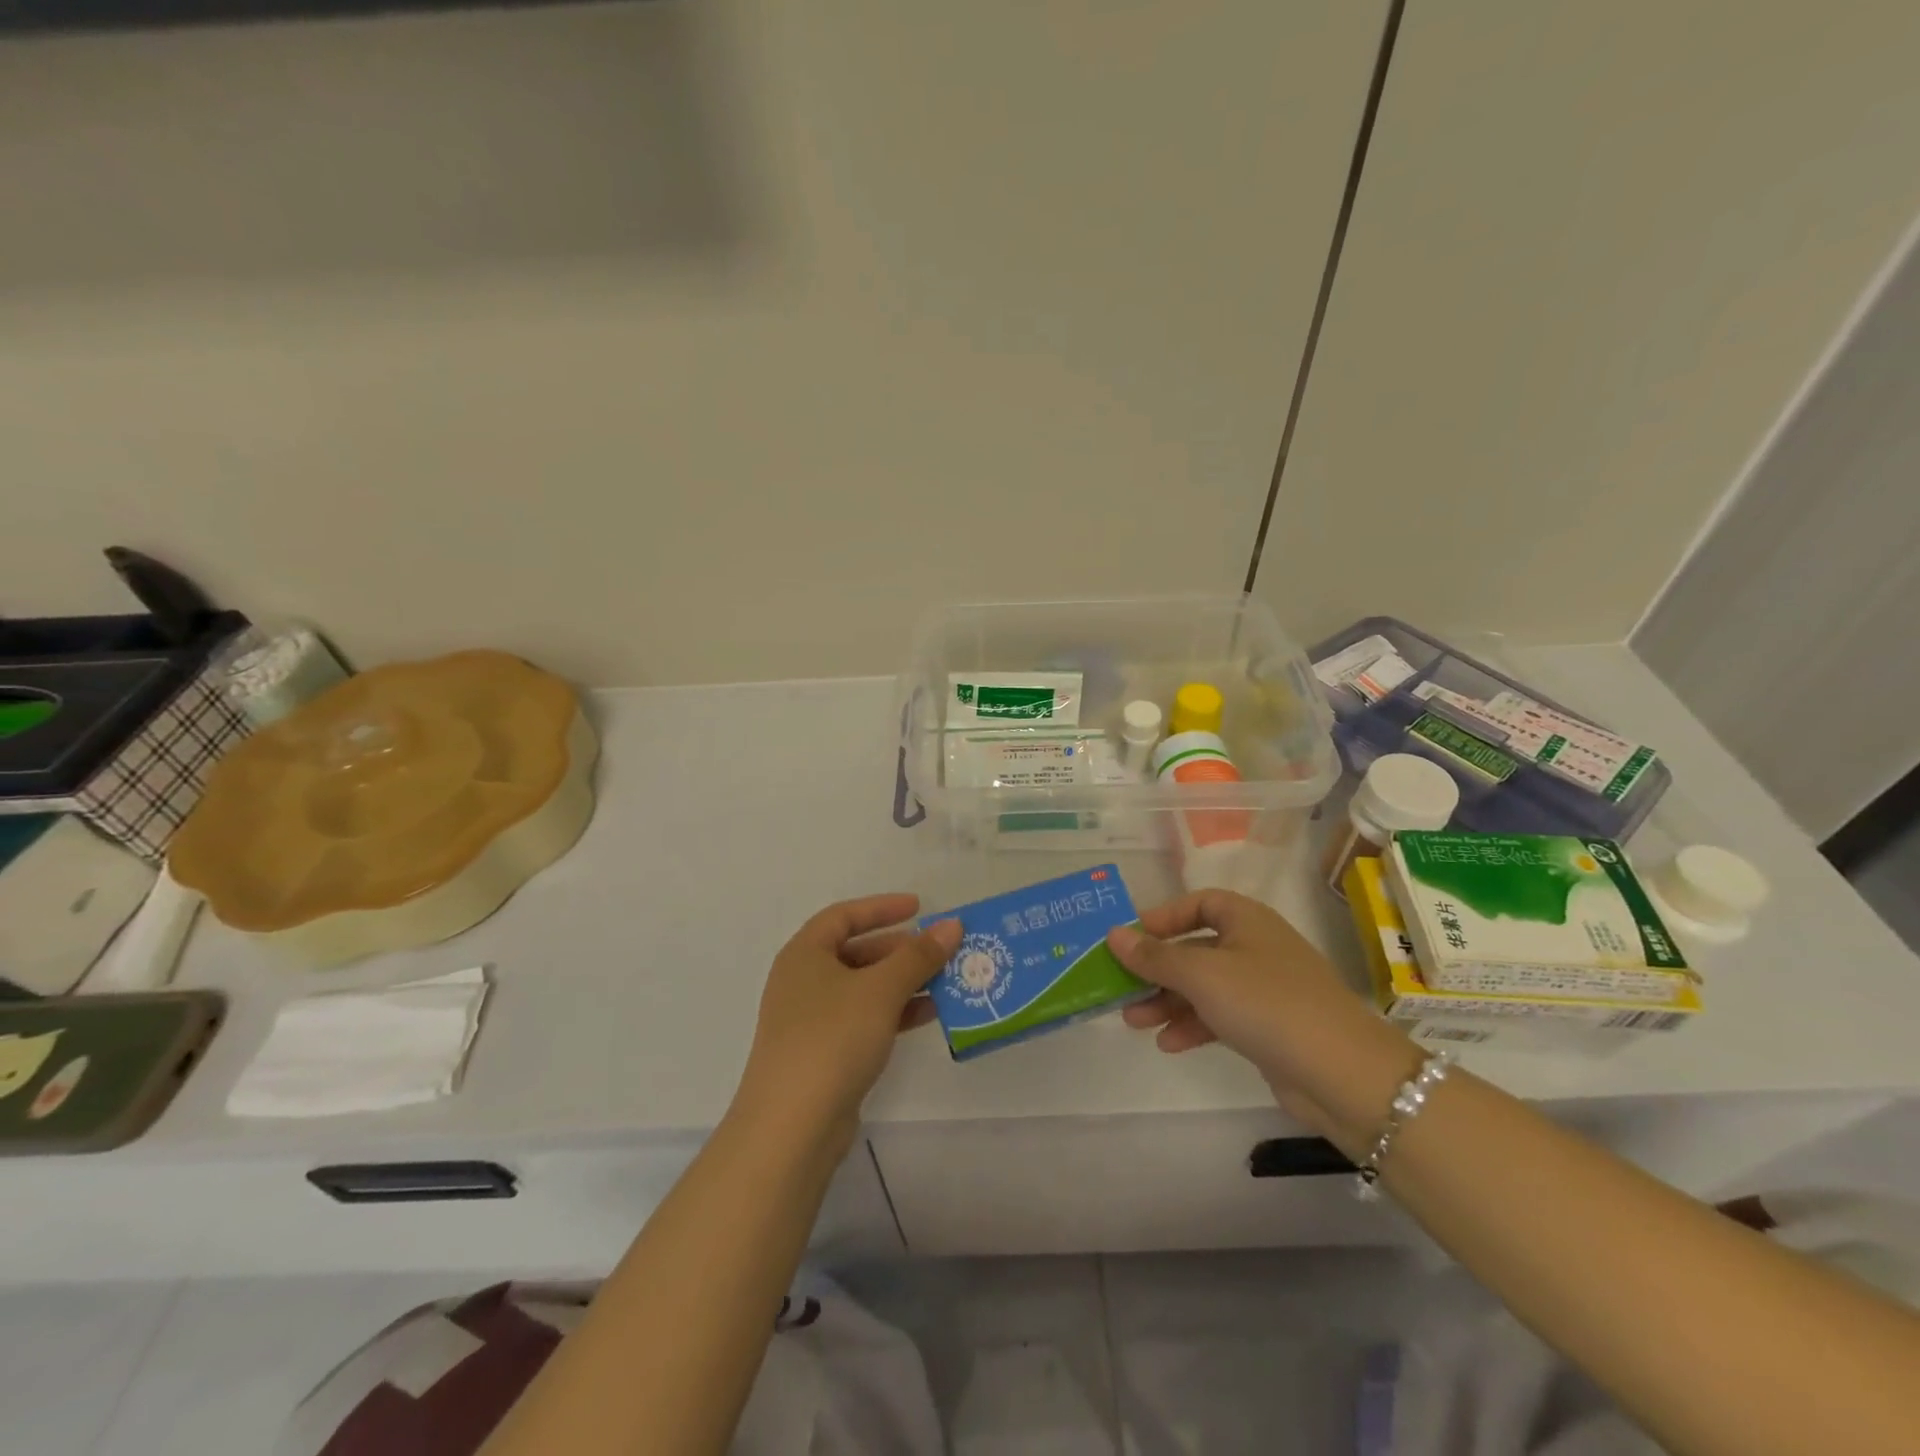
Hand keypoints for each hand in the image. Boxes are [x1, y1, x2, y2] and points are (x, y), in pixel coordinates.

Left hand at [735, 894, 960, 1143]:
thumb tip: (953, 925)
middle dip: (900, 949)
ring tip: (945, 981)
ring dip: (903, 982)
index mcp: (805, 954)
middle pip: (856, 952)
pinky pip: (864, 1019)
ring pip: (864, 988)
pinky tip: (929, 1015)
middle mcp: (803, 981)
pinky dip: (894, 1012)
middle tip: (939, 950)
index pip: (844, 915)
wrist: (791, 1127)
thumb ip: (919, 956)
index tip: (920, 907)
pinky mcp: (824, 1054)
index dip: (882, 908)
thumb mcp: (881, 990)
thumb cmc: (832, 1038)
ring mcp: (811, 1020)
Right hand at [1107, 890, 1419, 1151]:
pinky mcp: (1269, 1027)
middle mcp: (1255, 947)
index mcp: (1247, 920)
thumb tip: (1113, 934)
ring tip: (1133, 1021)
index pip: (1199, 903)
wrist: (1343, 1073)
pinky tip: (1167, 1044)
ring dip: (1168, 1001)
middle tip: (1120, 987)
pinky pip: (1220, 1016)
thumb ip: (1154, 956)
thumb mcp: (1201, 974)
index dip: (1163, 917)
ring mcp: (1264, 989)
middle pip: (1195, 948)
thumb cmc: (1266, 1003)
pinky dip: (1193, 1025)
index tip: (1131, 938)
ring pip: (1204, 986)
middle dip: (1156, 968)